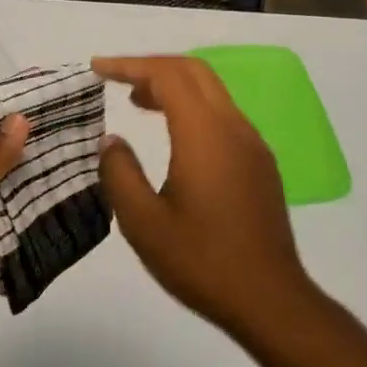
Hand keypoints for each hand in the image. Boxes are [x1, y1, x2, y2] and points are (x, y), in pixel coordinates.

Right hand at [94, 56, 309, 333]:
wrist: (270, 300)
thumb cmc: (202, 262)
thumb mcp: (143, 223)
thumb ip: (120, 174)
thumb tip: (112, 141)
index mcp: (204, 134)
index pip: (166, 75)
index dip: (129, 65)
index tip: (96, 69)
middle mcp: (233, 127)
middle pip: (193, 71)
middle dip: (151, 66)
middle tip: (115, 79)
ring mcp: (252, 144)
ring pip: (211, 91)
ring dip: (173, 86)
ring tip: (137, 103)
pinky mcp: (260, 163)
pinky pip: (222, 115)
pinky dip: (191, 107)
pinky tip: (173, 135)